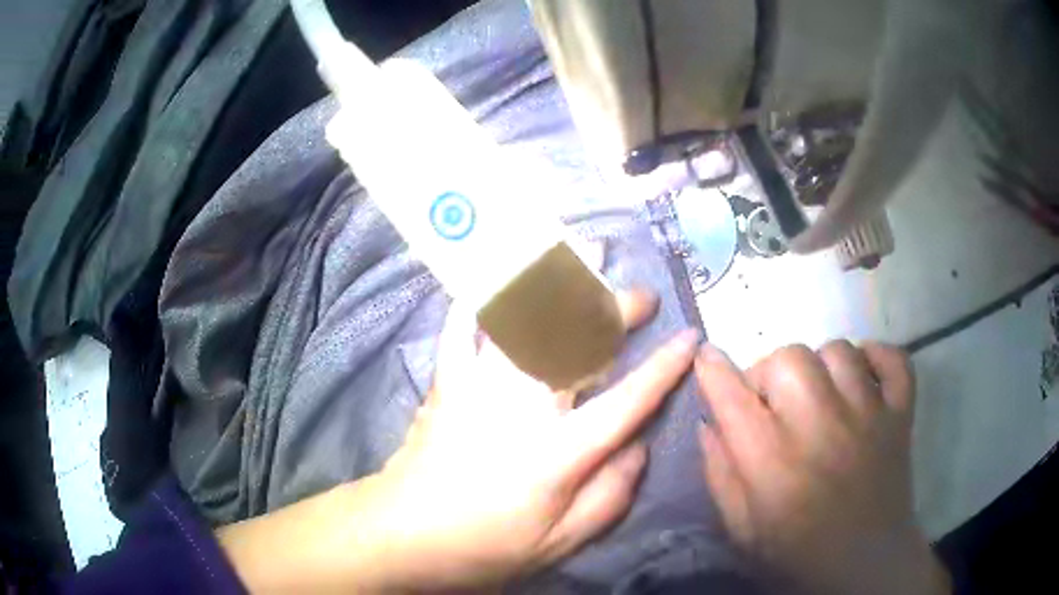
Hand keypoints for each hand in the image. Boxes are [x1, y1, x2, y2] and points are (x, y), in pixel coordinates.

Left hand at [218, 290, 698, 592]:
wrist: (405, 533)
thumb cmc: (486, 544)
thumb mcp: (561, 541)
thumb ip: (610, 495)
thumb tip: (640, 447)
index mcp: (560, 453)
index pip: (628, 400)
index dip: (664, 368)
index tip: (689, 339)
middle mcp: (524, 407)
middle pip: (580, 342)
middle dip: (618, 310)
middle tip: (642, 296)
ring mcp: (480, 385)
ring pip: (528, 318)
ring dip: (560, 280)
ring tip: (585, 251)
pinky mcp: (446, 380)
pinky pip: (464, 325)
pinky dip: (484, 297)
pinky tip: (501, 277)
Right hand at [696, 341, 950, 594]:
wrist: (864, 565)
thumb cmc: (796, 553)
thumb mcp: (741, 530)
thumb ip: (720, 476)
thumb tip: (707, 424)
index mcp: (773, 462)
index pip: (732, 396)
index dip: (712, 369)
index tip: (706, 357)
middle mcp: (821, 426)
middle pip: (789, 357)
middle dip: (770, 373)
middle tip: (774, 403)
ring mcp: (868, 415)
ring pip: (838, 351)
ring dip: (820, 366)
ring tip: (819, 395)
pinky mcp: (900, 414)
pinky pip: (893, 359)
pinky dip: (877, 356)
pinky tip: (863, 375)